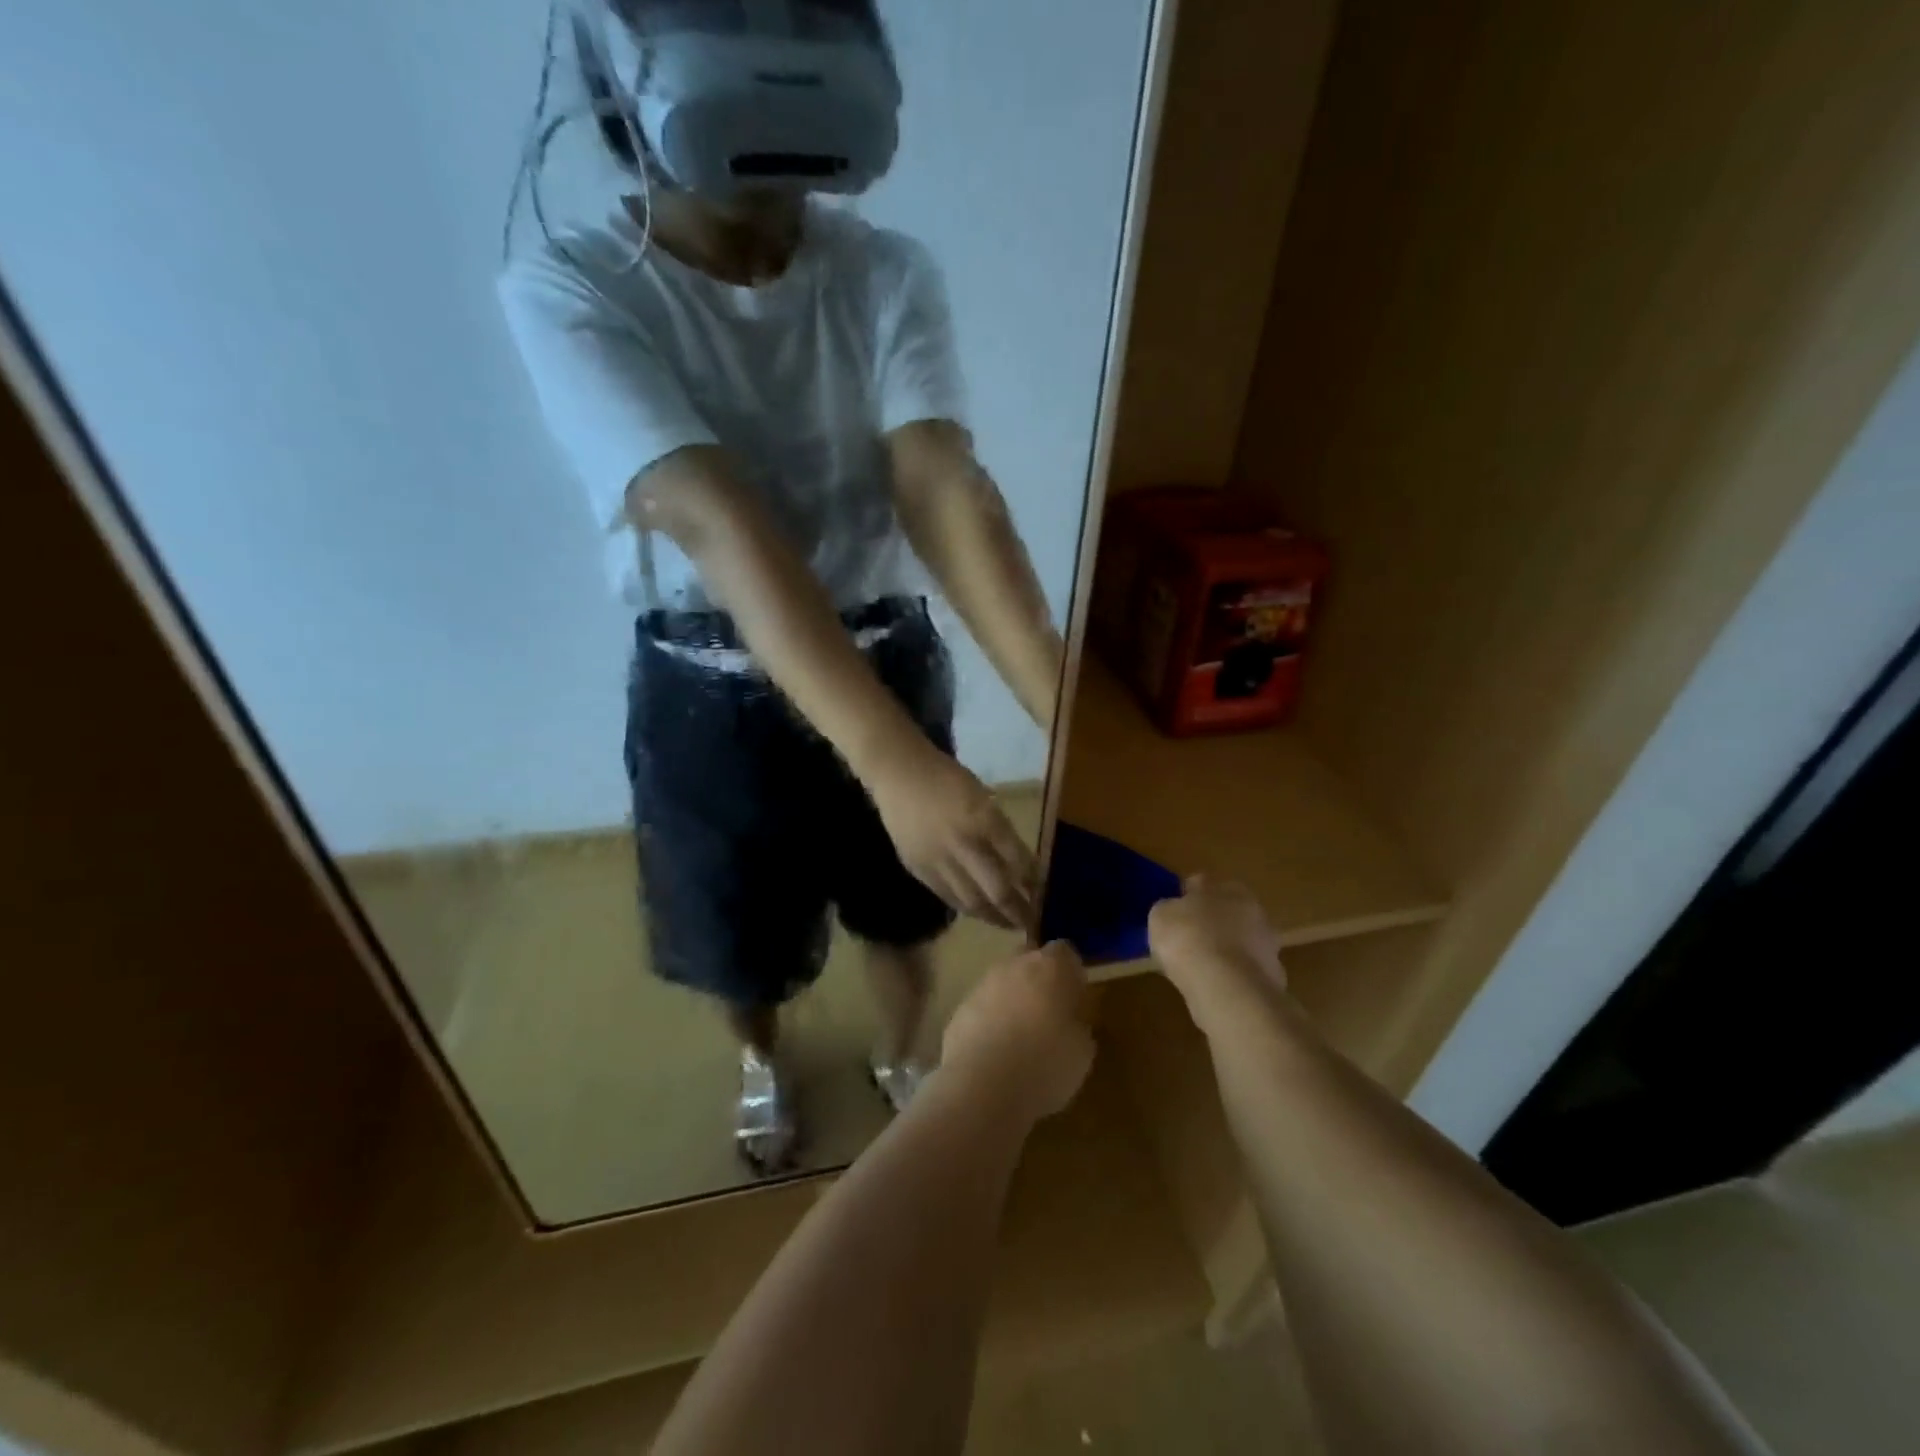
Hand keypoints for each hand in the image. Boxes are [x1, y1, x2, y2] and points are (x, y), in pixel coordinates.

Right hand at [864, 737, 1035, 928]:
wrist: (898, 773)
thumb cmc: (946, 777)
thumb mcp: (982, 796)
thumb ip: (999, 829)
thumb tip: (1019, 863)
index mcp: (983, 818)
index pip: (1018, 860)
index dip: (1034, 881)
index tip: (1043, 894)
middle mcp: (962, 843)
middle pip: (997, 889)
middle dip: (1018, 911)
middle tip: (1031, 922)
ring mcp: (937, 860)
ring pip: (971, 901)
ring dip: (994, 917)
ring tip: (1008, 924)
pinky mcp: (917, 869)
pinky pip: (947, 897)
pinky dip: (966, 908)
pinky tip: (978, 911)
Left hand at [941, 941, 1094, 1123]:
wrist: (981, 1087)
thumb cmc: (1045, 1065)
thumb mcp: (1082, 1052)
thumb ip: (1078, 1025)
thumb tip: (1070, 1022)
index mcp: (1050, 967)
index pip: (1065, 952)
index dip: (1071, 973)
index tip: (1075, 999)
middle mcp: (1014, 965)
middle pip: (1030, 961)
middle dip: (1039, 981)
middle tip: (1049, 1015)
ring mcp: (982, 984)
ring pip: (1003, 983)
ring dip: (1013, 1001)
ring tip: (1021, 1039)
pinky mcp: (959, 1009)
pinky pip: (983, 1007)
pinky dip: (991, 1021)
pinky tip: (996, 1052)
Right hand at [1147, 876, 1287, 1025]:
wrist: (1228, 987)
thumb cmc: (1189, 939)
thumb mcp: (1161, 916)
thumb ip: (1169, 908)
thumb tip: (1173, 910)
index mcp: (1223, 887)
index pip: (1202, 884)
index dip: (1186, 896)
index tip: (1173, 911)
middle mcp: (1251, 908)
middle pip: (1226, 910)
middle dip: (1211, 921)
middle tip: (1189, 937)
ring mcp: (1266, 943)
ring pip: (1239, 940)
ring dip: (1225, 948)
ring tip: (1201, 965)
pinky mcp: (1273, 975)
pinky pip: (1245, 969)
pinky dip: (1233, 974)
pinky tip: (1216, 985)